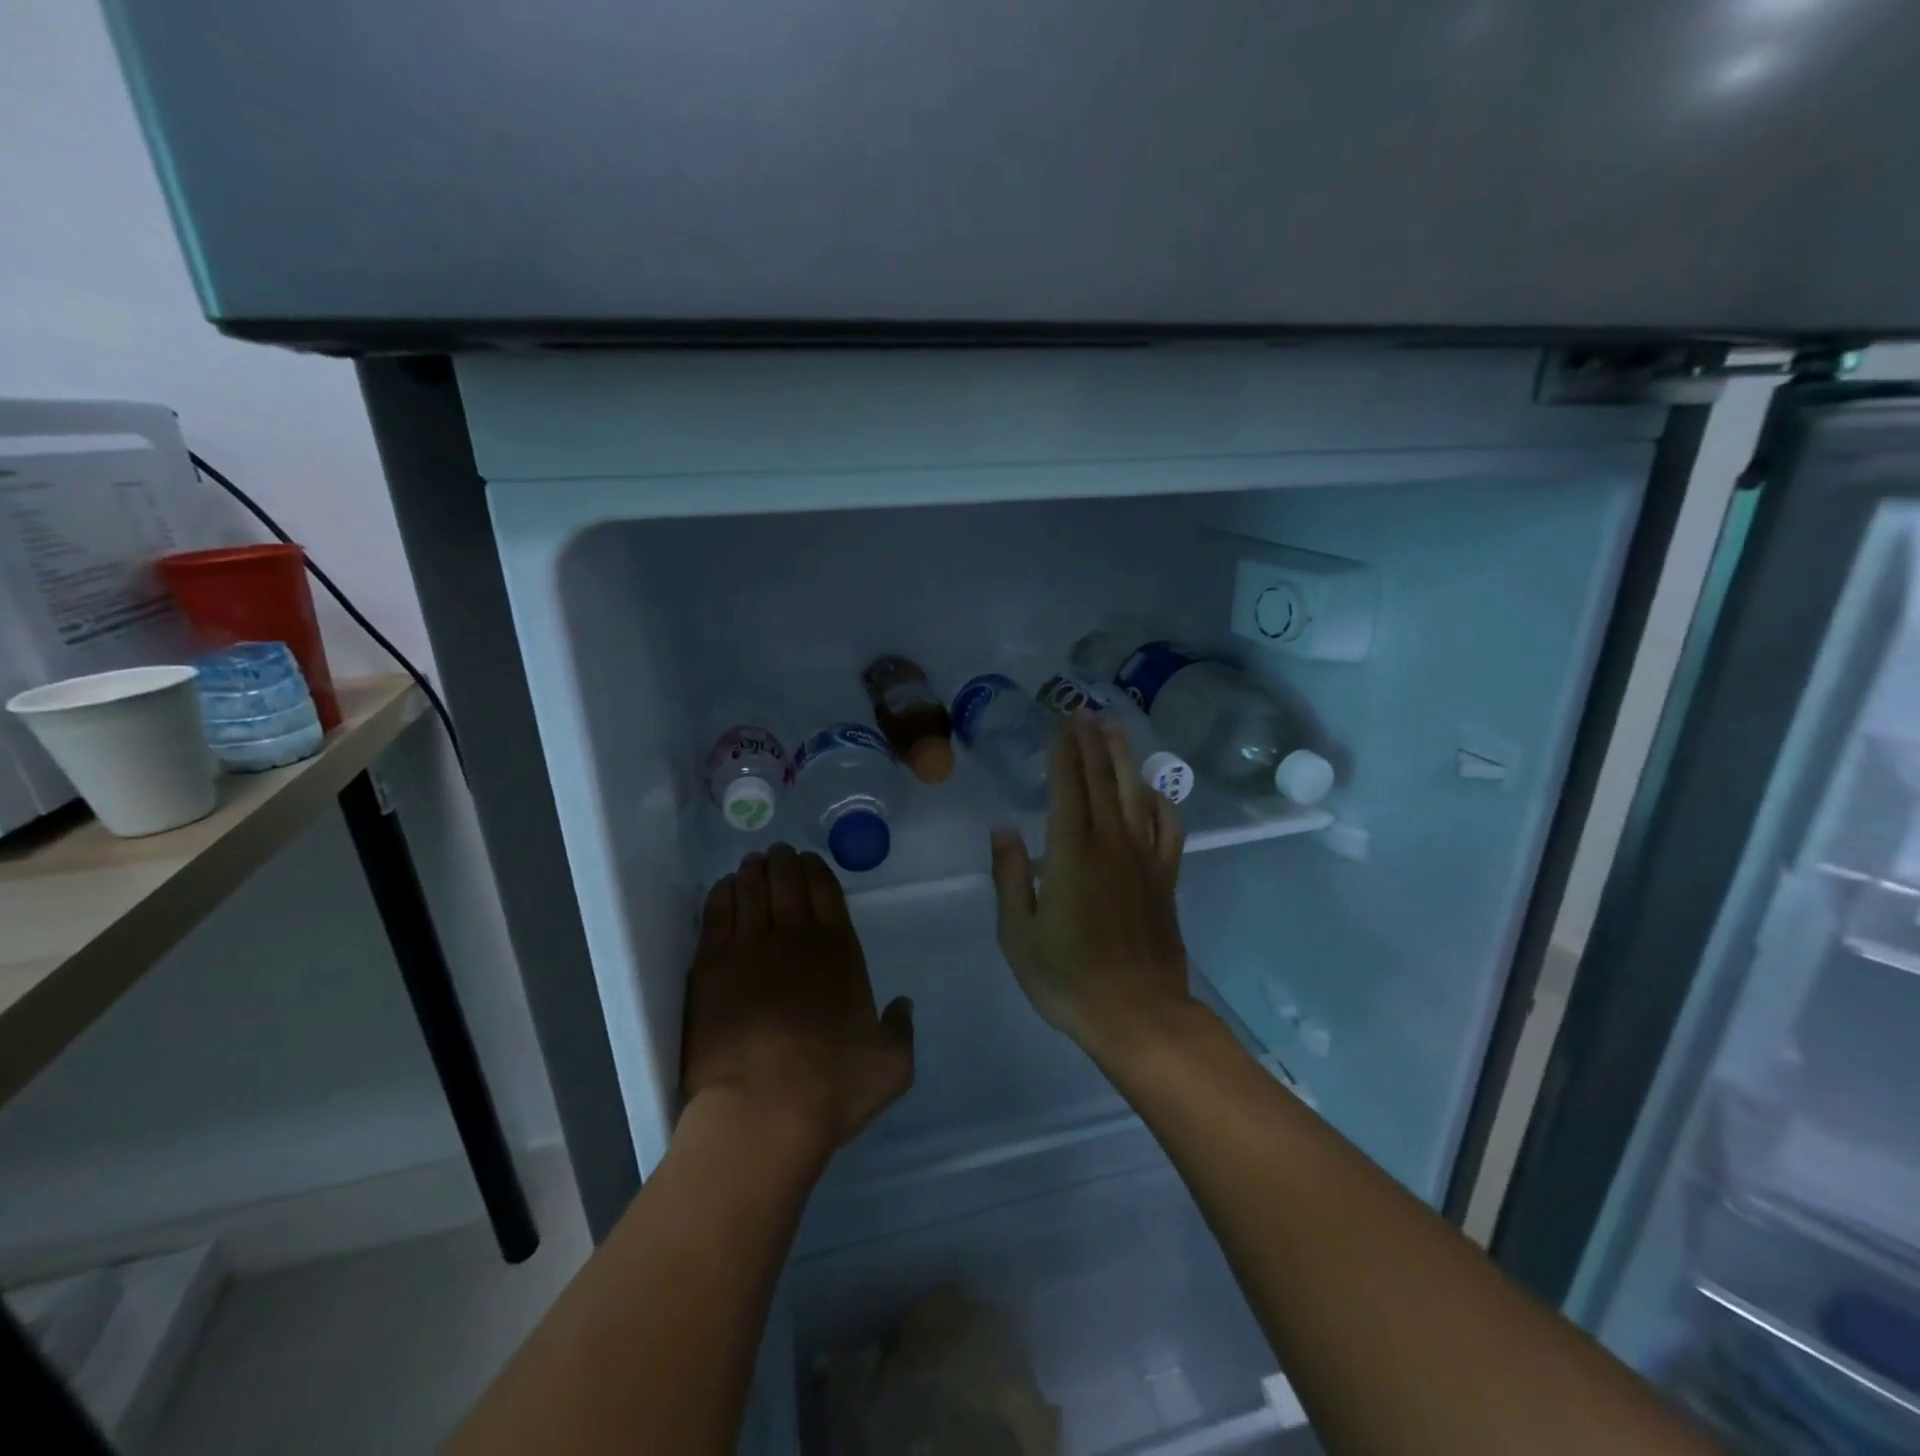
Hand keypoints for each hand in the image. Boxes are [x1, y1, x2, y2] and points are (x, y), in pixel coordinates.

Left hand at [681, 844, 914, 1163]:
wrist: (761, 1110)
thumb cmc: (831, 1086)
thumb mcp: (890, 1065)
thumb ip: (900, 1030)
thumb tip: (903, 1006)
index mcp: (839, 951)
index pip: (827, 891)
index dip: (817, 870)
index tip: (808, 860)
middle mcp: (795, 938)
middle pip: (787, 882)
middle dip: (784, 862)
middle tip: (778, 853)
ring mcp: (749, 948)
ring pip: (751, 891)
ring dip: (754, 871)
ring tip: (753, 862)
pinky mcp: (711, 967)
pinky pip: (717, 914)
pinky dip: (723, 894)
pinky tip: (724, 887)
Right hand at [990, 713, 1191, 1060]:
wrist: (1138, 1015)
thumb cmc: (1068, 979)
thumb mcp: (1019, 935)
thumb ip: (1011, 877)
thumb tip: (1004, 830)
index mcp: (1071, 855)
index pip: (1068, 788)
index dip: (1064, 752)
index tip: (1061, 723)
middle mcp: (1111, 845)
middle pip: (1103, 781)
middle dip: (1092, 743)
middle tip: (1086, 710)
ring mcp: (1144, 860)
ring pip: (1136, 794)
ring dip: (1125, 758)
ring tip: (1117, 729)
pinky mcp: (1166, 879)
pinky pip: (1168, 829)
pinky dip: (1161, 802)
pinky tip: (1152, 790)